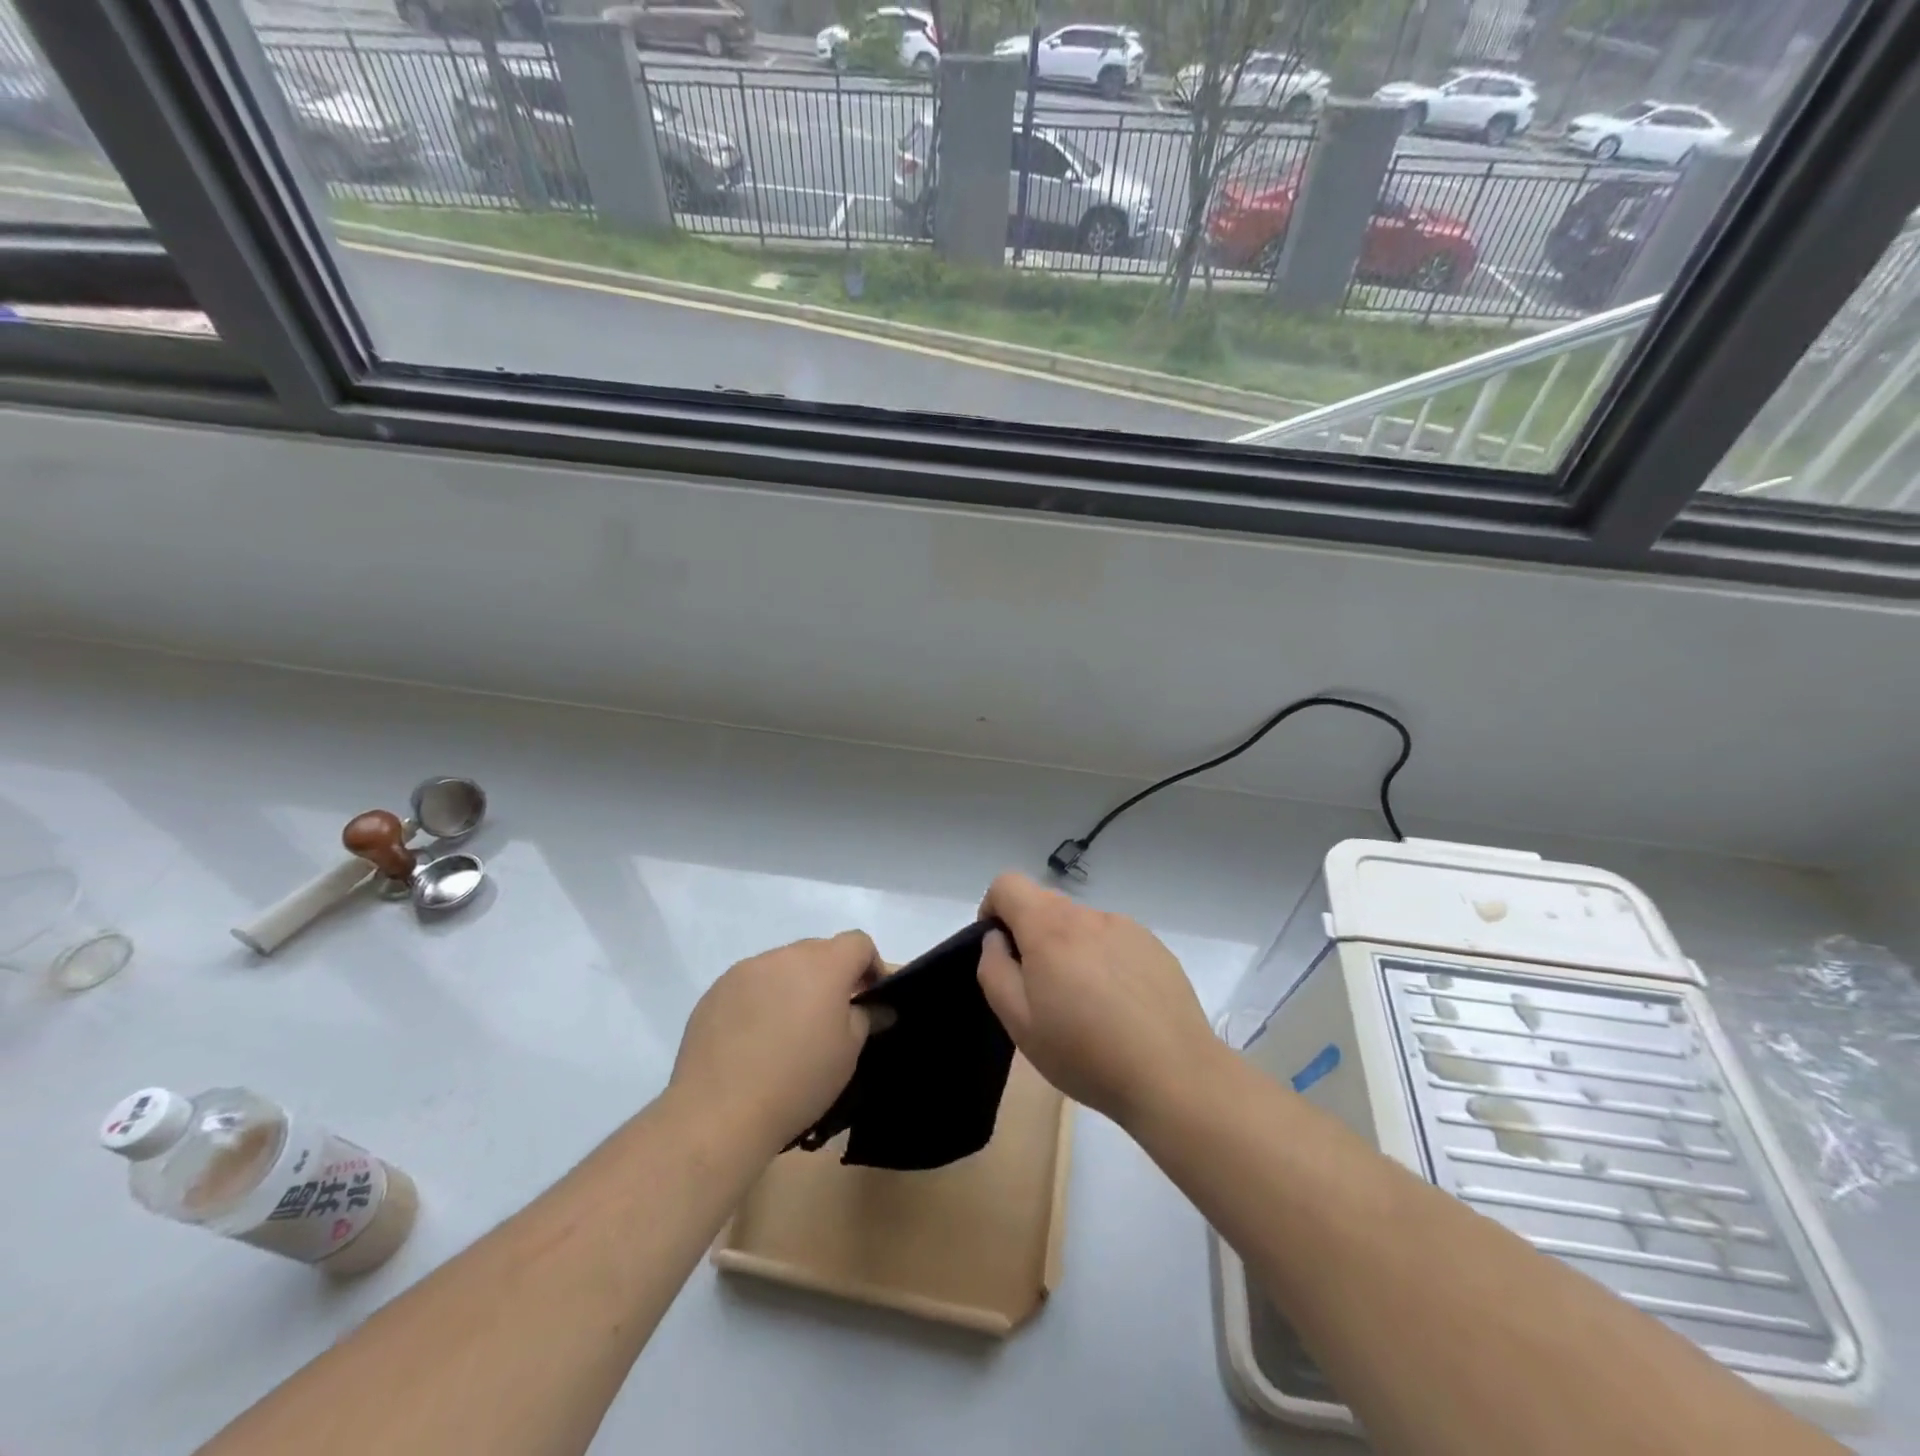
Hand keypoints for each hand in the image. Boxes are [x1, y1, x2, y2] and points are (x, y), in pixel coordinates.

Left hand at [670, 931, 881, 1154]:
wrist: (719, 1113)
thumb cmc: (798, 1080)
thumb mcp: (848, 1053)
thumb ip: (866, 1018)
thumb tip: (876, 1007)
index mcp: (824, 965)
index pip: (858, 942)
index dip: (870, 966)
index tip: (869, 997)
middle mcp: (784, 956)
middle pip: (819, 951)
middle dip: (831, 976)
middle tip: (829, 1018)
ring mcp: (745, 970)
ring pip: (782, 966)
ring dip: (793, 986)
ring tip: (787, 1031)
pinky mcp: (715, 991)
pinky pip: (750, 984)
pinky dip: (760, 1000)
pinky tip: (753, 1040)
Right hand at [976, 873, 1217, 1130]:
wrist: (1174, 1075)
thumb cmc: (1086, 1052)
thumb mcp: (1019, 1022)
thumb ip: (995, 970)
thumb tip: (997, 940)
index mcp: (1049, 927)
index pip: (1008, 884)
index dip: (993, 908)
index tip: (1000, 949)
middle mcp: (1088, 916)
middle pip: (1046, 905)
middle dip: (1032, 936)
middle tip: (1042, 991)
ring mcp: (1127, 928)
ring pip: (1082, 926)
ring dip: (1071, 951)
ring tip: (1086, 1006)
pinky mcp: (1155, 947)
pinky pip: (1114, 942)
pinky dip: (1105, 962)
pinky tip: (1120, 1008)